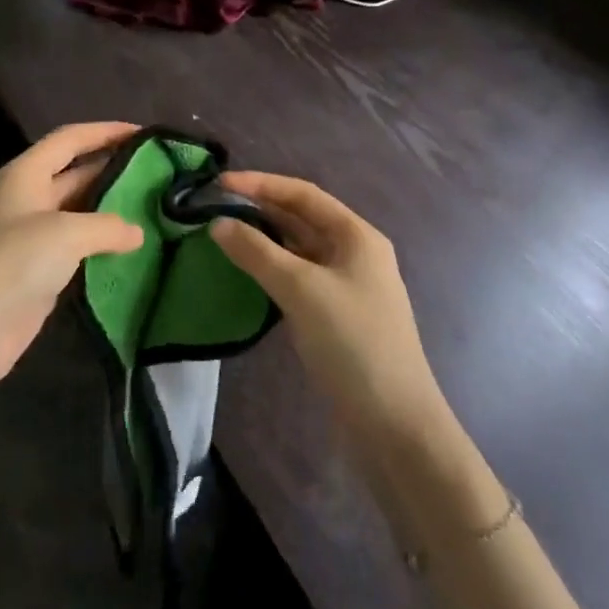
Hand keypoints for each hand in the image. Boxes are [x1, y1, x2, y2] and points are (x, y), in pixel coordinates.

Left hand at [0, 122, 144, 420]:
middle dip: (114, 168)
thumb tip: (137, 231)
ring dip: (113, 209)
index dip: (106, 131)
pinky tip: (136, 247)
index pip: (71, 139)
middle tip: (161, 171)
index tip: (146, 132)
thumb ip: (106, 225)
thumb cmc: (11, 263)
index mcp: (26, 174)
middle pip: (77, 172)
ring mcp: (34, 236)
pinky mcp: (41, 271)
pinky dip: (105, 245)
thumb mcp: (64, 233)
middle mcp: (29, 198)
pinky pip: (80, 247)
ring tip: (157, 205)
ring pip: (81, 211)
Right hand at [210, 172, 446, 439]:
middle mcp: (354, 252)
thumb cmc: (353, 342)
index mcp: (356, 235)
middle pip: (301, 218)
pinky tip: (247, 271)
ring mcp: (346, 285)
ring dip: (263, 239)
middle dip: (259, 209)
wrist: (394, 424)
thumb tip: (217, 223)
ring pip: (297, 248)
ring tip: (223, 233)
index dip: (260, 184)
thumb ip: (256, 251)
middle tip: (214, 208)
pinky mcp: (336, 314)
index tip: (219, 184)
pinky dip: (271, 267)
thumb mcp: (301, 289)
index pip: (302, 194)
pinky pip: (297, 276)